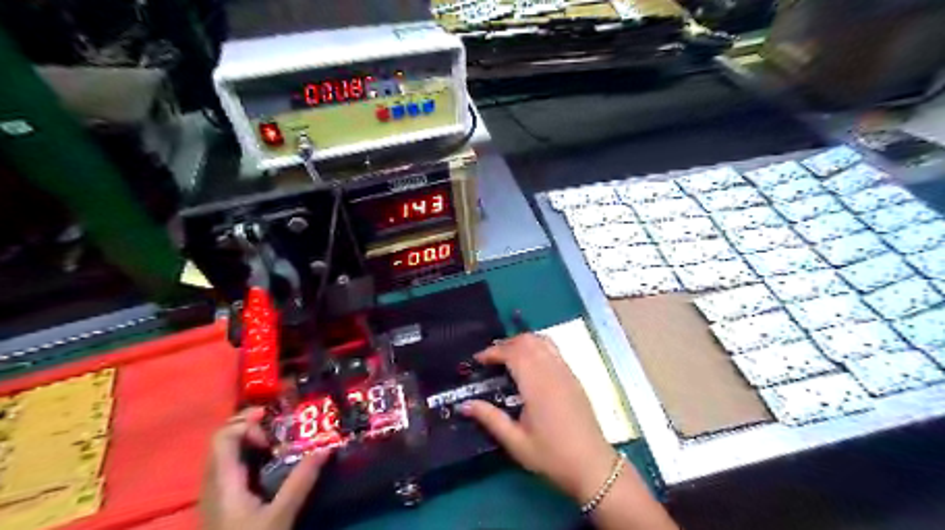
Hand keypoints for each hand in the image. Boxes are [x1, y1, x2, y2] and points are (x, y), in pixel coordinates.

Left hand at [202, 410, 330, 528]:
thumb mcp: (281, 515)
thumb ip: (301, 481)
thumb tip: (326, 448)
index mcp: (223, 481)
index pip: (223, 436)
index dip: (247, 423)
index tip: (274, 426)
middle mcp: (213, 482)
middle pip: (223, 440)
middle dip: (250, 425)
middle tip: (279, 425)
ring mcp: (214, 492)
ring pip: (225, 452)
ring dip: (249, 439)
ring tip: (278, 440)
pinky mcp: (222, 501)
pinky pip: (229, 465)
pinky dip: (247, 453)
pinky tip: (268, 461)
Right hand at [460, 332, 620, 501]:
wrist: (592, 465)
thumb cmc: (551, 456)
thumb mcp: (516, 442)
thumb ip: (490, 418)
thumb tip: (464, 405)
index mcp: (537, 384)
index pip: (512, 353)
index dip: (492, 351)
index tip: (477, 360)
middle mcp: (552, 371)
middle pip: (527, 341)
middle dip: (506, 344)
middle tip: (490, 359)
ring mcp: (566, 371)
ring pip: (542, 341)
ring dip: (522, 342)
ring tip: (508, 358)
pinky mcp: (573, 376)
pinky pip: (553, 349)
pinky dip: (537, 347)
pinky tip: (530, 365)